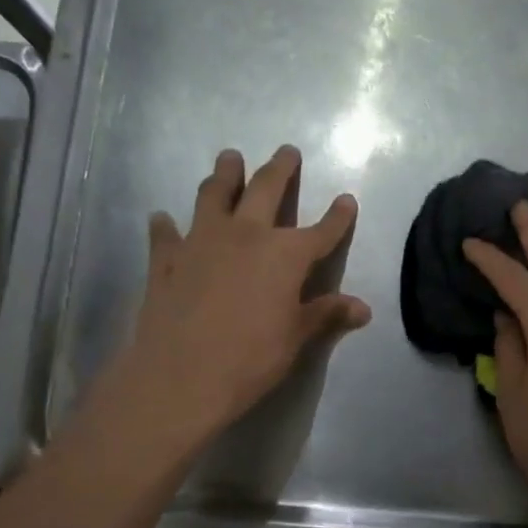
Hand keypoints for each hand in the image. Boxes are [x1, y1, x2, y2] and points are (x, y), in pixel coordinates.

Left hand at [86, 145, 370, 450]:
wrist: (179, 377)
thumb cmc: (250, 358)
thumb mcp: (296, 338)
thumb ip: (326, 314)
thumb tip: (363, 309)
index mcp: (285, 254)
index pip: (321, 230)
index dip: (338, 216)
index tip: (347, 199)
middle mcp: (245, 235)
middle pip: (266, 190)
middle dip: (280, 169)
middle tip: (286, 150)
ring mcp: (201, 241)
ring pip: (214, 195)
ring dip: (224, 174)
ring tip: (229, 158)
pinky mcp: (167, 260)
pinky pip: (166, 234)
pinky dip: (166, 225)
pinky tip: (163, 218)